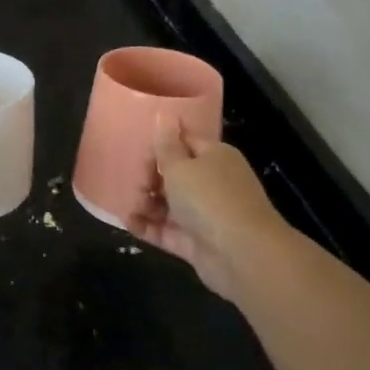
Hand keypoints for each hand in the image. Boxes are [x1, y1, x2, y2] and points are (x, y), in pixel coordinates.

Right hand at [128, 118, 287, 303]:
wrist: (242, 255)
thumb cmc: (209, 198)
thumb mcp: (180, 165)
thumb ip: (166, 145)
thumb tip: (164, 115)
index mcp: (215, 157)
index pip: (184, 142)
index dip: (160, 145)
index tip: (137, 151)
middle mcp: (212, 183)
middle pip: (174, 174)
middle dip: (149, 177)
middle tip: (133, 183)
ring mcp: (205, 215)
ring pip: (169, 204)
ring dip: (146, 203)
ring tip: (130, 205)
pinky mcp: (196, 242)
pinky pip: (167, 230)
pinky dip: (148, 227)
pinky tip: (128, 223)